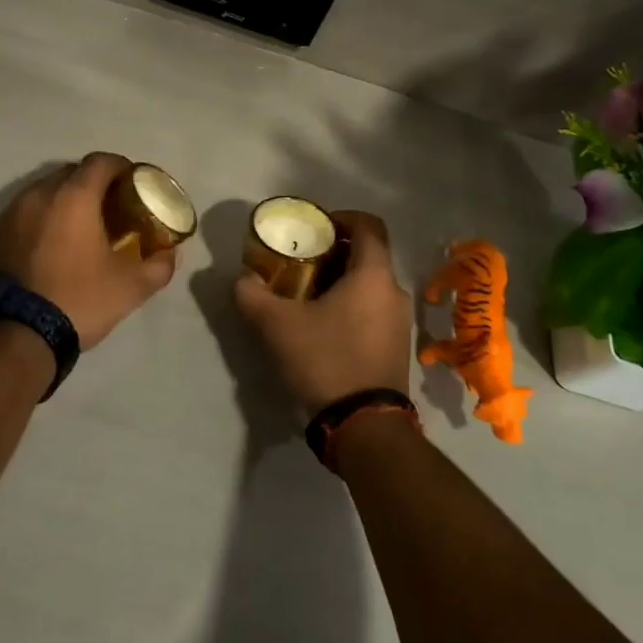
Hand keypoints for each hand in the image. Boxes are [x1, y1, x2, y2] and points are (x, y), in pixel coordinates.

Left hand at [0, 153, 177, 348]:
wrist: (16, 333)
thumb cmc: (79, 299)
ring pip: (47, 191)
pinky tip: (56, 244)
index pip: (101, 162)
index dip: (122, 168)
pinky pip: (28, 211)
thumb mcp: (131, 287)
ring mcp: (13, 212)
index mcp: (74, 196)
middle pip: (73, 173)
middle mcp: (40, 193)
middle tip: (113, 207)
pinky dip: (46, 217)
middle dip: (95, 183)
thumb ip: (159, 265)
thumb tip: (170, 253)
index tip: (135, 185)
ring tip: (84, 226)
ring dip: (68, 200)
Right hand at [234, 210, 413, 411]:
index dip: (341, 218)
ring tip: (305, 295)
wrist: (364, 425)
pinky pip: (373, 309)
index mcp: (373, 274)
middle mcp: (394, 291)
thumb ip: (253, 294)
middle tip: (299, 262)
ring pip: (369, 284)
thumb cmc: (326, 359)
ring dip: (340, 282)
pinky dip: (350, 305)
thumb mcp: (277, 325)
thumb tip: (242, 278)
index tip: (314, 228)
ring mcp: (399, 321)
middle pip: (367, 255)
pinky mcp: (395, 346)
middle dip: (333, 253)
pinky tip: (322, 326)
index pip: (368, 225)